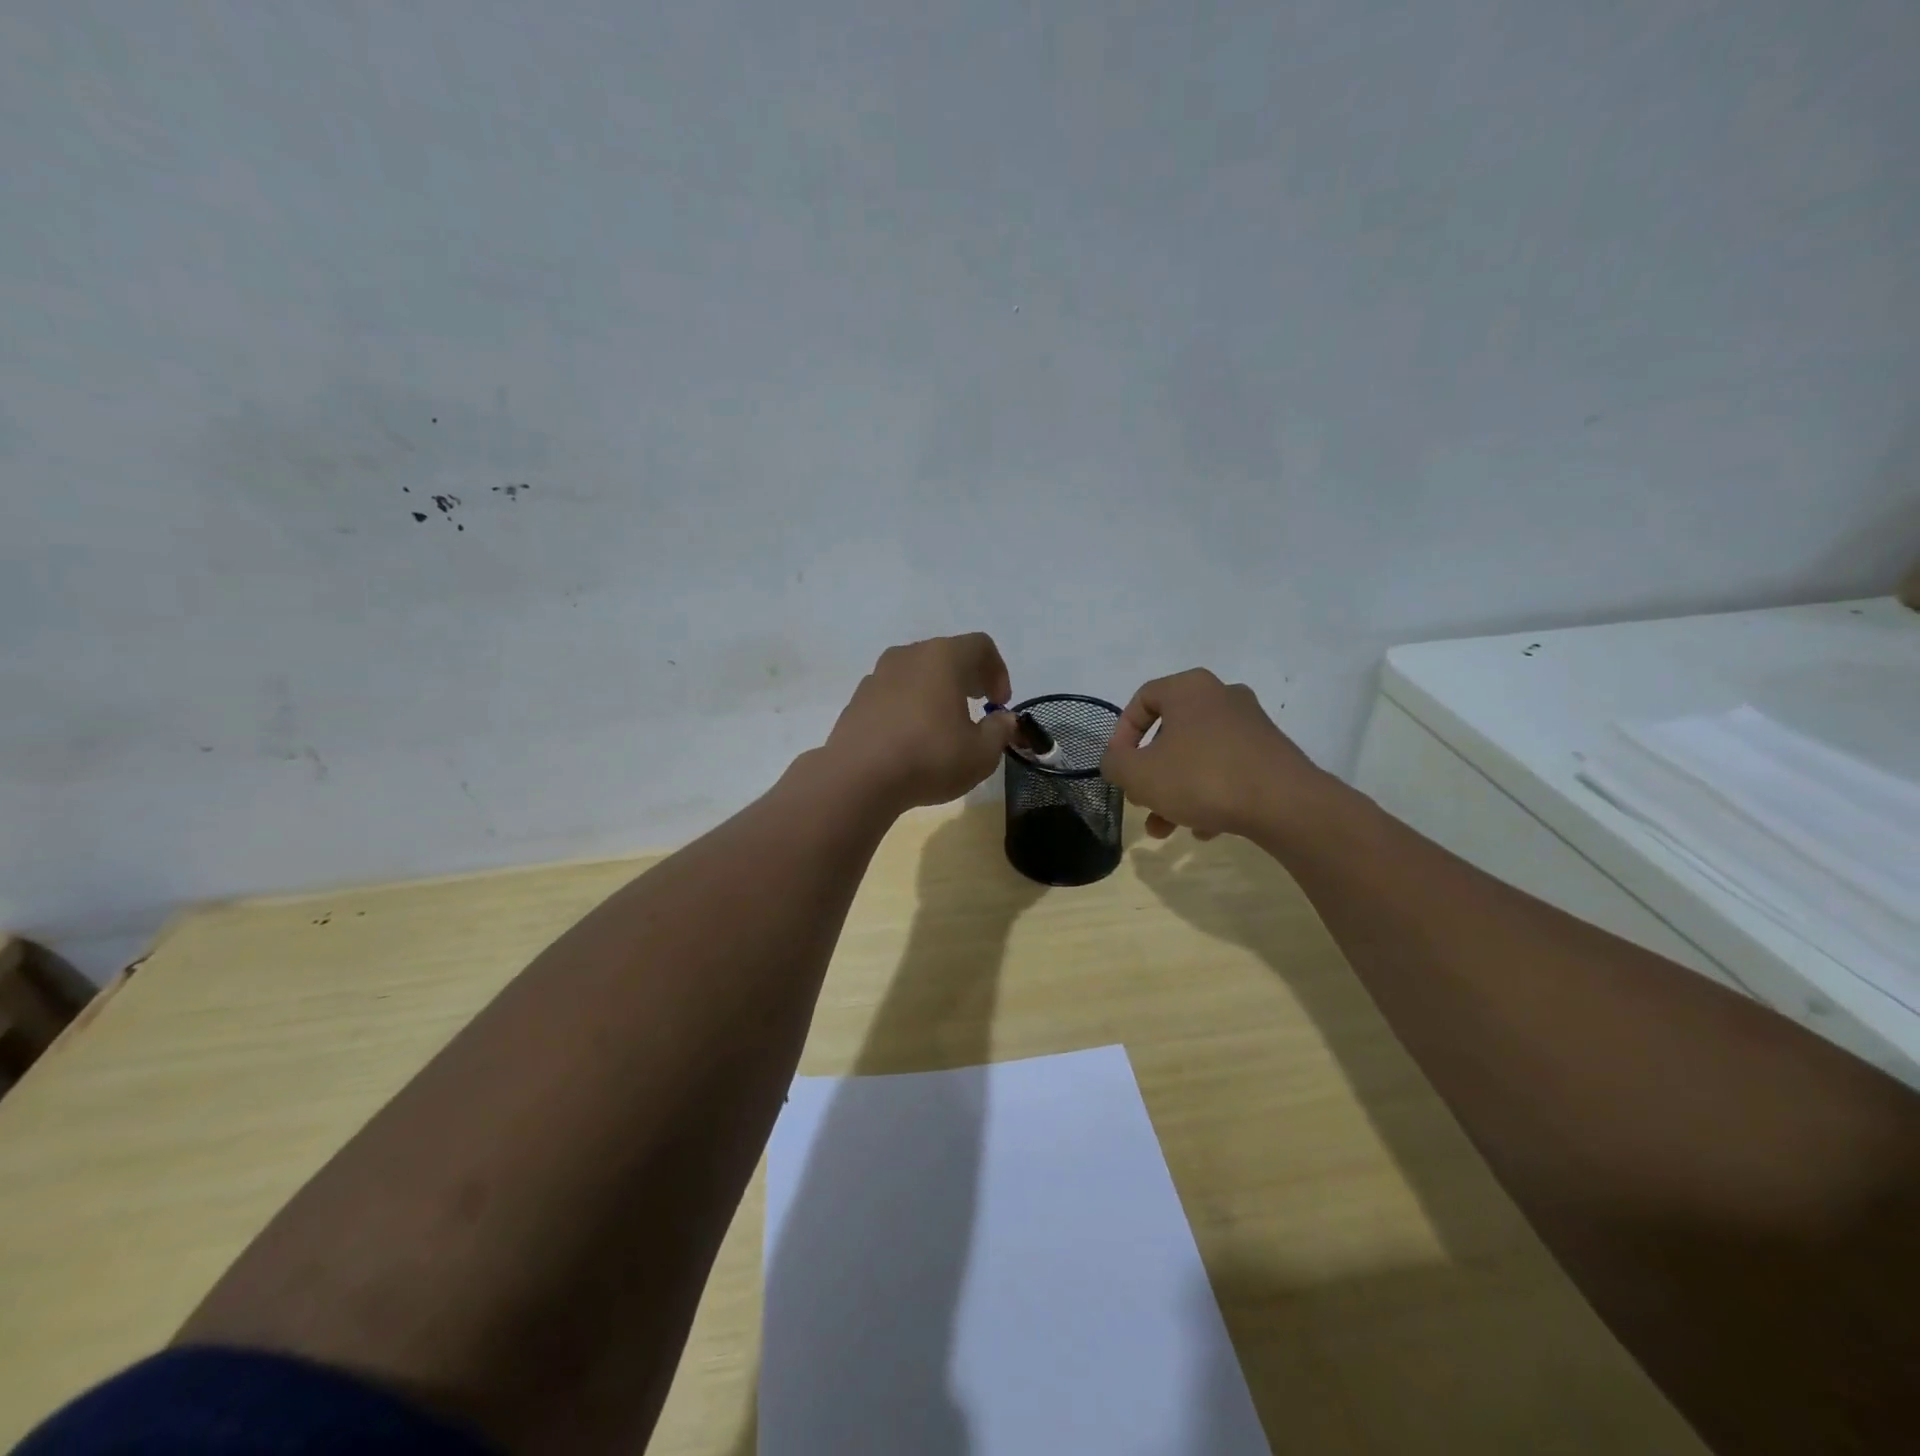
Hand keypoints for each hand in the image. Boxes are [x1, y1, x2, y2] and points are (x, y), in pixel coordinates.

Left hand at [823, 633, 1023, 811]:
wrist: (858, 778)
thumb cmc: (929, 758)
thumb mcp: (981, 753)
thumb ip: (1000, 731)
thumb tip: (1004, 719)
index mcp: (943, 657)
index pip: (980, 646)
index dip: (998, 672)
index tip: (1000, 704)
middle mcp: (908, 655)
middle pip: (946, 655)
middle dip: (967, 679)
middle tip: (977, 708)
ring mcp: (877, 675)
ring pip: (917, 673)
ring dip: (936, 692)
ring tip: (943, 725)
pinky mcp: (857, 699)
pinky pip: (893, 693)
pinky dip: (908, 706)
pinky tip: (911, 739)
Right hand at [1100, 669, 1326, 840]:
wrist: (1285, 804)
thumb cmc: (1202, 778)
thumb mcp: (1139, 774)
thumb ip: (1115, 764)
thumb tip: (1116, 761)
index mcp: (1189, 689)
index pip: (1142, 700)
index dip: (1122, 734)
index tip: (1119, 767)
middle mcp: (1222, 696)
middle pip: (1171, 733)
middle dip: (1151, 773)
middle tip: (1141, 800)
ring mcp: (1251, 724)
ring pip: (1198, 756)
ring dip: (1177, 791)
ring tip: (1167, 828)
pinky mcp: (1271, 753)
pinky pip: (1227, 769)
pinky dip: (1210, 795)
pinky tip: (1205, 829)